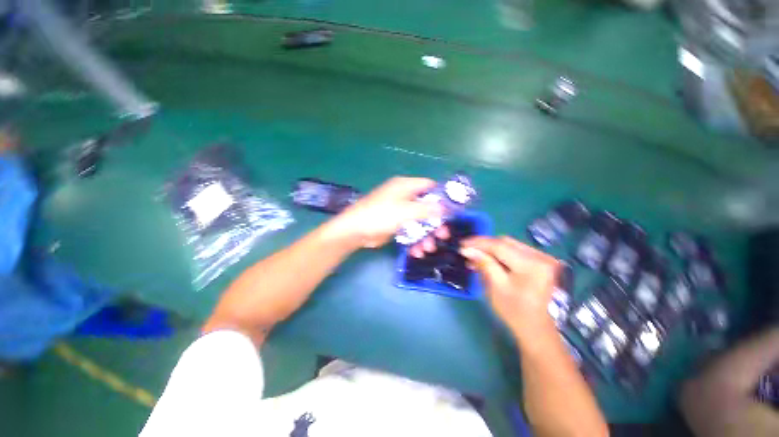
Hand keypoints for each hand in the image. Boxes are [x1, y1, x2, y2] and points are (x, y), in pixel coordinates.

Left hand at [327, 177, 442, 248]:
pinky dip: (414, 240)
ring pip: (419, 222)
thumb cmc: (380, 215)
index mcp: (405, 186)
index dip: (442, 197)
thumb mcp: (406, 211)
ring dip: (426, 235)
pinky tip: (417, 251)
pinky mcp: (395, 225)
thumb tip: (445, 208)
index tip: (452, 211)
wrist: (355, 231)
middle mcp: (404, 197)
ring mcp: (399, 212)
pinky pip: (410, 231)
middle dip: (435, 223)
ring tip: (428, 248)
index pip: (429, 186)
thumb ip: (427, 209)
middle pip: (426, 207)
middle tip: (443, 235)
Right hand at [460, 236, 560, 342]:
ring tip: (476, 256)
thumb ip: (484, 264)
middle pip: (505, 242)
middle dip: (484, 245)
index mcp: (531, 265)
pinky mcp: (540, 260)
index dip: (478, 243)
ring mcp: (542, 257)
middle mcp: (540, 256)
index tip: (462, 244)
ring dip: (491, 249)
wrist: (537, 328)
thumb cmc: (515, 311)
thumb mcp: (496, 287)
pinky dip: (501, 253)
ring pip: (510, 244)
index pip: (499, 246)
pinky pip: (516, 250)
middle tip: (468, 251)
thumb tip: (467, 249)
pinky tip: (490, 259)